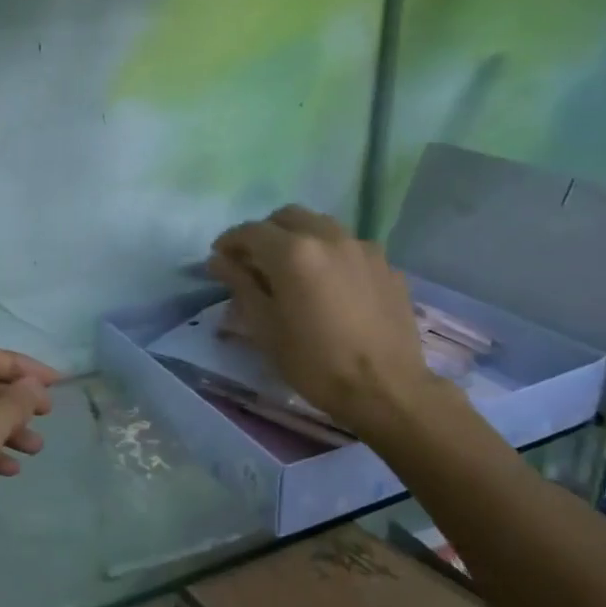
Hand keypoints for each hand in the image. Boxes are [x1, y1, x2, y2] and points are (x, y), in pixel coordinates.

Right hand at [207, 205, 439, 441]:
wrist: (386, 390)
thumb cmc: (314, 362)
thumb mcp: (265, 327)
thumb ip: (240, 285)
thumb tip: (219, 260)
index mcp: (293, 252)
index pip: (251, 231)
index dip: (229, 241)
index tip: (219, 258)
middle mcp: (328, 237)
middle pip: (288, 217)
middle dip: (265, 232)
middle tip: (254, 261)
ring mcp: (362, 248)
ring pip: (321, 226)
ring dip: (299, 238)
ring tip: (293, 269)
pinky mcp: (386, 265)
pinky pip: (349, 247)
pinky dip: (329, 255)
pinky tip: (329, 285)